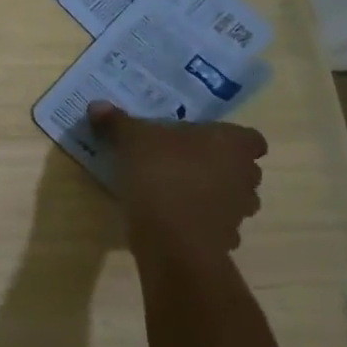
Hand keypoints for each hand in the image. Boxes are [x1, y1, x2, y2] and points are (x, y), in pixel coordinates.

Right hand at [88, 102, 266, 269]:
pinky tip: (172, 220)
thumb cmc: (162, 174)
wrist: (172, 238)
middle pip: (241, 168)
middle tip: (184, 162)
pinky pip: (215, 226)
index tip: (202, 140)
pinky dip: (199, 223)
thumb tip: (97, 105)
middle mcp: (245, 176)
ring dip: (211, 196)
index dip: (230, 139)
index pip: (250, 139)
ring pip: (231, 198)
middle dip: (218, 167)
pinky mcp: (225, 241)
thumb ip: (118, 123)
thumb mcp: (132, 140)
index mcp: (233, 145)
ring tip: (177, 192)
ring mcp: (239, 212)